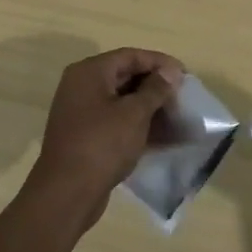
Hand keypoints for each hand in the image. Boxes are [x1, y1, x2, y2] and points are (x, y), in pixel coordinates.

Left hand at [26, 47, 183, 232]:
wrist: (66, 195)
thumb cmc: (102, 145)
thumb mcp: (134, 113)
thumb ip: (155, 89)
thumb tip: (171, 72)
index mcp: (89, 72)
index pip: (130, 56)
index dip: (160, 63)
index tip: (184, 75)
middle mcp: (81, 86)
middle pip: (125, 76)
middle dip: (155, 85)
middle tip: (181, 95)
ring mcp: (80, 112)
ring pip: (121, 100)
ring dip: (148, 107)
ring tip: (175, 116)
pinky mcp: (84, 136)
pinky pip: (115, 121)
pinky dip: (136, 124)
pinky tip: (159, 135)